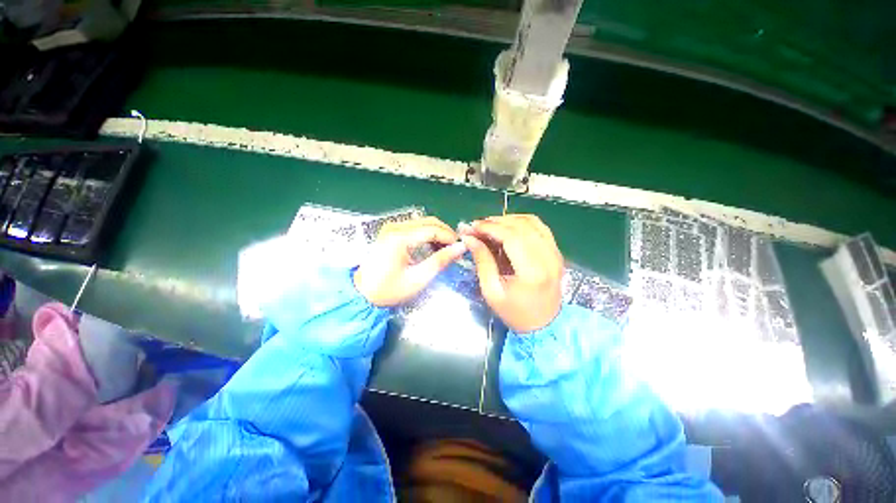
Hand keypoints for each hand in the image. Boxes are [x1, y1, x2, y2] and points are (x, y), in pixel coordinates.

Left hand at [354, 217, 466, 306]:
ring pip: (423, 222)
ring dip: (437, 232)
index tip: (461, 247)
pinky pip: (415, 226)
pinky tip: (432, 246)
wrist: (362, 292)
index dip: (449, 236)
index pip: (432, 229)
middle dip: (445, 233)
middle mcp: (395, 227)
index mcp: (400, 238)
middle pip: (428, 221)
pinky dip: (427, 233)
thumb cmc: (389, 289)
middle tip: (455, 248)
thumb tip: (460, 248)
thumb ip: (440, 261)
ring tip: (445, 248)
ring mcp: (391, 227)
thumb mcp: (418, 278)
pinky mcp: (390, 231)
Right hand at [460, 215, 562, 332]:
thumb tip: (469, 238)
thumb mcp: (492, 291)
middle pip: (522, 226)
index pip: (512, 236)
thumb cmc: (515, 313)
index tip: (472, 226)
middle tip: (477, 226)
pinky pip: (540, 227)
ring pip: (532, 222)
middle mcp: (549, 257)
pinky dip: (521, 223)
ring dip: (508, 220)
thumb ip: (482, 261)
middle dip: (496, 222)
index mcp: (533, 271)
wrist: (545, 325)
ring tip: (490, 226)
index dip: (490, 227)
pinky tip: (507, 228)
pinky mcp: (556, 252)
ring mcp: (555, 253)